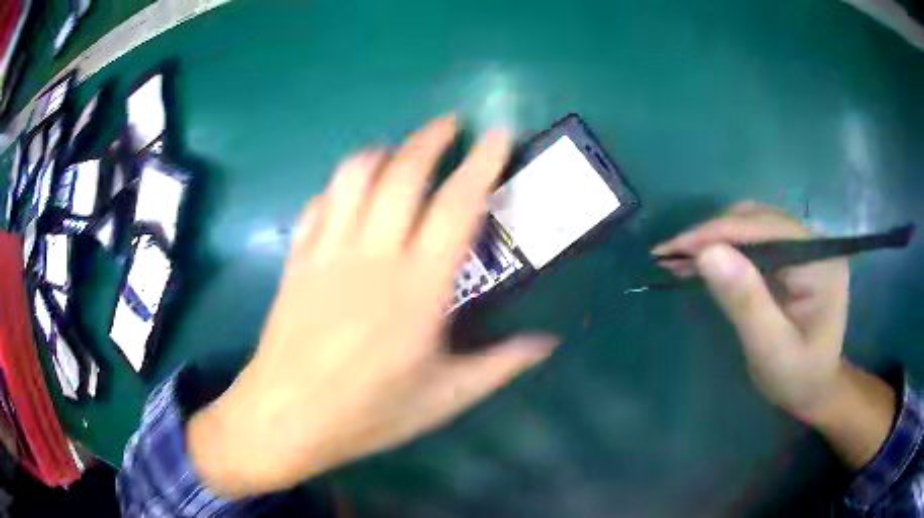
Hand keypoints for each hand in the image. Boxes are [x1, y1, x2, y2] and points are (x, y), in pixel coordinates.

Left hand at [188, 116, 558, 496]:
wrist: (285, 417)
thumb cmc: (368, 414)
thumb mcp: (445, 399)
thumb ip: (501, 365)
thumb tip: (547, 344)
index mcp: (418, 289)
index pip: (458, 206)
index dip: (483, 163)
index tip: (498, 134)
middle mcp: (373, 256)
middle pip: (403, 173)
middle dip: (430, 138)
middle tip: (450, 124)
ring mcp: (328, 252)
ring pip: (354, 176)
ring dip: (383, 151)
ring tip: (401, 151)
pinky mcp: (297, 258)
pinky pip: (319, 202)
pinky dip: (340, 186)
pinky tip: (350, 192)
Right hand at [653, 202, 850, 418]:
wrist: (814, 389)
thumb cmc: (797, 377)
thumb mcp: (771, 349)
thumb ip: (745, 302)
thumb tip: (707, 253)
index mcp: (820, 260)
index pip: (765, 229)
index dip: (717, 233)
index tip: (672, 249)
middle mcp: (814, 242)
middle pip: (757, 220)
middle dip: (712, 235)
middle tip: (670, 256)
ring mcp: (803, 246)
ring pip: (752, 224)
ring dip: (715, 239)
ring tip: (679, 258)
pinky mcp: (792, 256)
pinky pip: (754, 240)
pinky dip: (725, 248)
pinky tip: (702, 260)